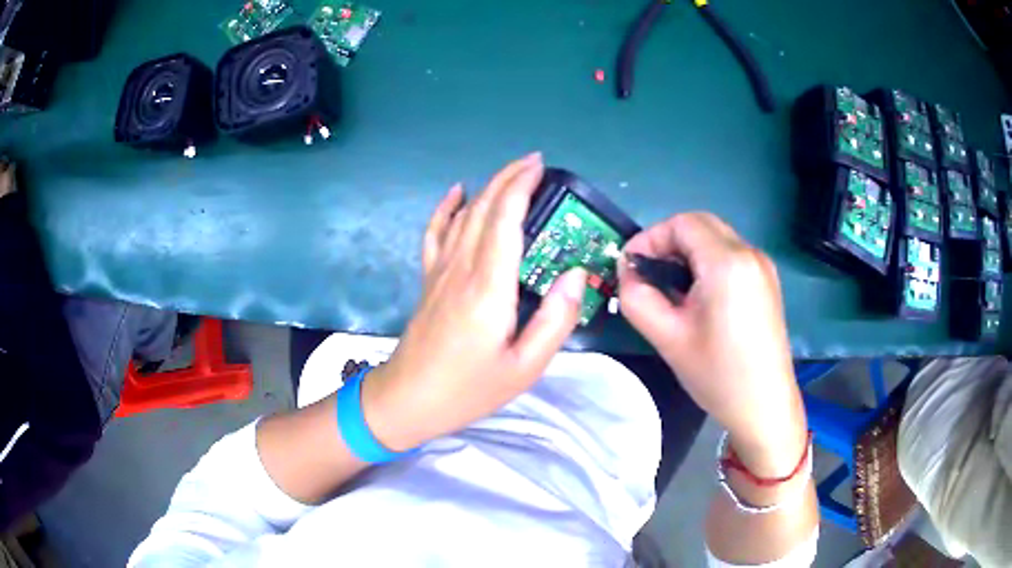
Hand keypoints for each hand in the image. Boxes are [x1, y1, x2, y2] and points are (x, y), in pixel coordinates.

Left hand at [361, 154, 587, 450]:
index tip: (541, 167)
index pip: (505, 220)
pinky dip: (445, 208)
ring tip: (511, 174)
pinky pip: (434, 233)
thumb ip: (555, 319)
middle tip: (535, 163)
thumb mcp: (525, 367)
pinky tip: (456, 192)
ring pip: (463, 215)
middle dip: (509, 178)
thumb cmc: (469, 388)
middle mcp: (462, 268)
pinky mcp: (428, 279)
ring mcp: (440, 271)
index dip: (522, 186)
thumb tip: (575, 275)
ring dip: (487, 188)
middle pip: (484, 208)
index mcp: (489, 288)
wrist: (408, 399)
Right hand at [618, 213, 806, 475]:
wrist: (765, 407)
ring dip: (687, 253)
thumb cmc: (718, 375)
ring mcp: (762, 266)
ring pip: (715, 238)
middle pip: (700, 224)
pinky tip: (699, 298)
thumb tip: (627, 273)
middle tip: (649, 277)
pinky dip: (707, 263)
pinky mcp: (767, 281)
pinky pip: (730, 255)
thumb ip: (637, 298)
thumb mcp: (667, 338)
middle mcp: (749, 253)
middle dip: (668, 243)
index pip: (681, 223)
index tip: (631, 268)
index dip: (650, 238)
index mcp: (728, 263)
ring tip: (671, 290)